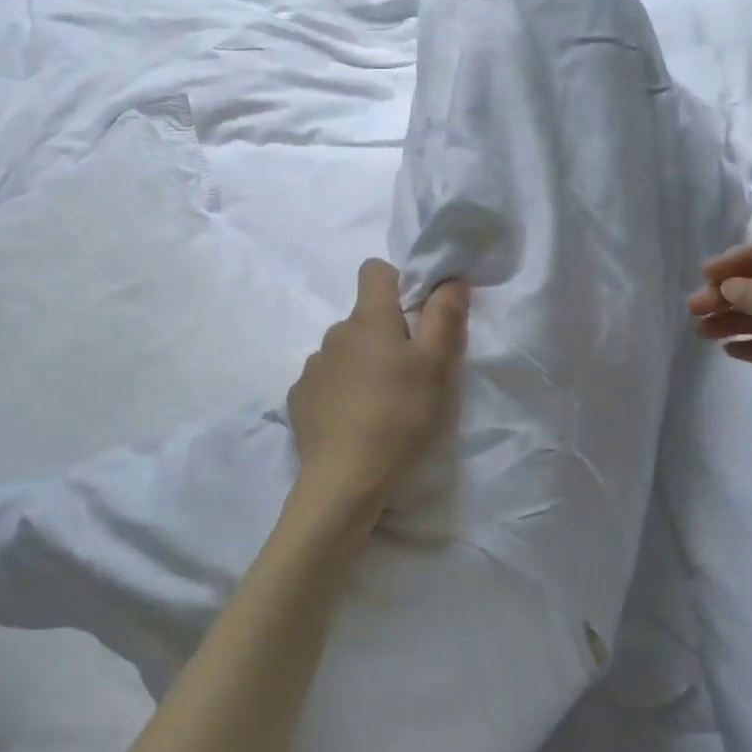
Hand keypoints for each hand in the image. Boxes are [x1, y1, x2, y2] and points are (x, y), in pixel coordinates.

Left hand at [285, 259, 468, 542]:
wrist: (344, 481)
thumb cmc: (399, 417)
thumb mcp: (437, 367)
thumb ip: (445, 316)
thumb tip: (451, 277)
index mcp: (368, 319)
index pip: (374, 270)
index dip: (398, 283)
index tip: (416, 316)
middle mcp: (334, 333)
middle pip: (364, 316)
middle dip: (387, 333)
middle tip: (410, 373)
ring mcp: (312, 367)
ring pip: (346, 350)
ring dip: (363, 363)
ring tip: (382, 403)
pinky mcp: (299, 398)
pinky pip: (327, 380)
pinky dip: (342, 390)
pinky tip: (355, 421)